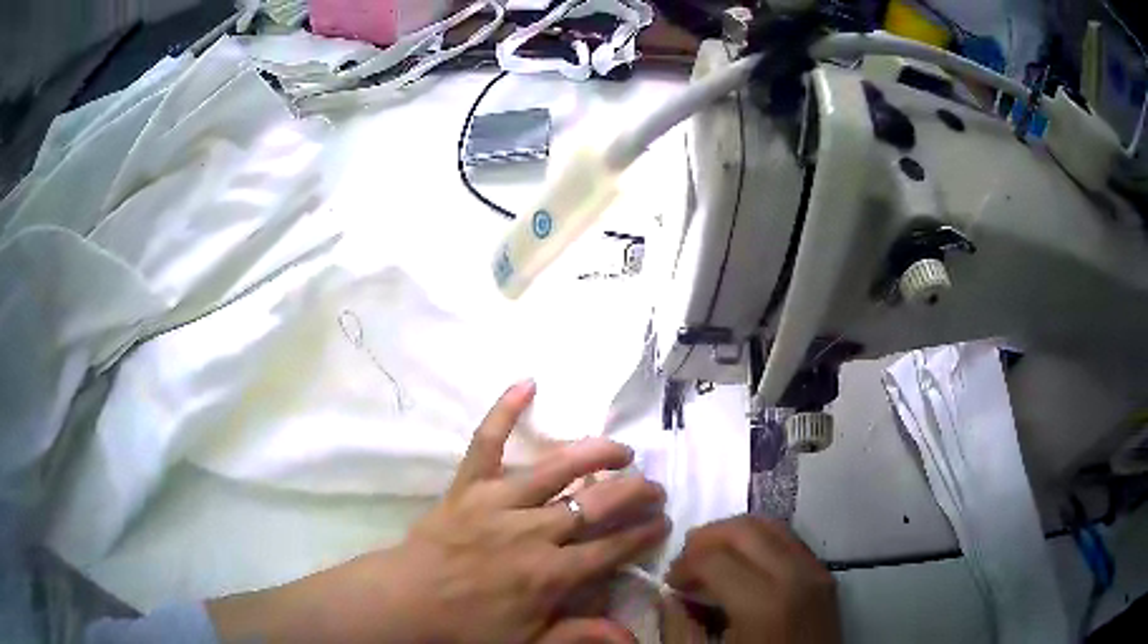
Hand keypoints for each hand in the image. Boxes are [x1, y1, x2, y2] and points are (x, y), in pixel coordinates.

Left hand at [208, 381, 669, 643]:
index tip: (663, 522)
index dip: (643, 533)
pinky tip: (527, 383)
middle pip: (595, 504)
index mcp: (549, 575)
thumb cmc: (466, 627)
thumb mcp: (528, 643)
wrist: (405, 602)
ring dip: (595, 454)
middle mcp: (532, 533)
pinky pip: (485, 442)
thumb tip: (630, 639)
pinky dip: (503, 411)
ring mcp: (498, 502)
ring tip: (621, 450)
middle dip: (634, 492)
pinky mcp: (468, 485)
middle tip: (654, 487)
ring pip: (556, 469)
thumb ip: (579, 636)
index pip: (612, 548)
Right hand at [662, 516, 839, 643]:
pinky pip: (790, 541)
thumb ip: (681, 629)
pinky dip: (760, 542)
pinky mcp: (825, 576)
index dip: (682, 566)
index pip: (713, 558)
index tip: (669, 583)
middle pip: (744, 530)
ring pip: (771, 526)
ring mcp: (815, 573)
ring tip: (712, 560)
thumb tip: (670, 597)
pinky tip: (745, 567)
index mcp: (762, 603)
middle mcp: (795, 576)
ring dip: (734, 535)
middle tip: (685, 563)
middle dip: (706, 538)